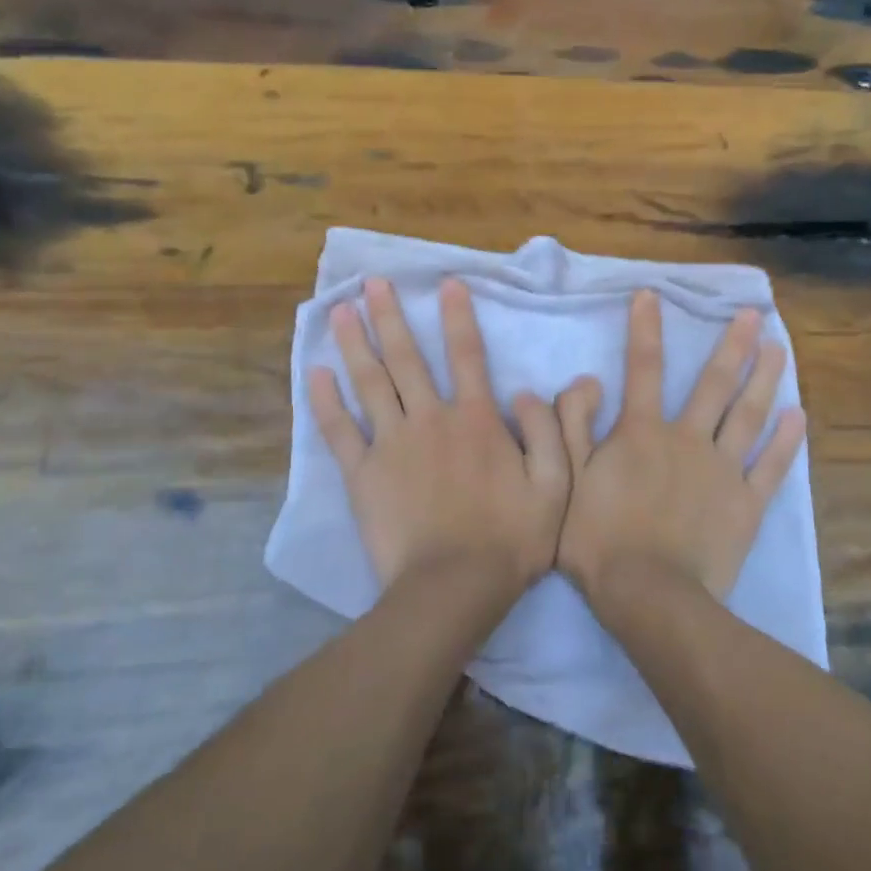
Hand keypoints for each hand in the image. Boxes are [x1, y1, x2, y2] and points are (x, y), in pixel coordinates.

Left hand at [309, 277, 568, 598]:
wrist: (453, 587)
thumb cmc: (510, 538)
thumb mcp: (555, 485)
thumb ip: (549, 432)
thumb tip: (529, 390)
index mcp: (476, 419)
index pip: (468, 355)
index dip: (458, 316)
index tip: (446, 283)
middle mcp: (430, 419)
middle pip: (407, 358)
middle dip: (390, 316)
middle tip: (372, 282)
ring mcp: (391, 444)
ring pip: (369, 383)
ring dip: (354, 343)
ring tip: (338, 310)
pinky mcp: (362, 474)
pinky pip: (340, 431)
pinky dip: (326, 401)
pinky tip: (315, 373)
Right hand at [555, 290, 806, 615]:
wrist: (648, 594)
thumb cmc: (599, 539)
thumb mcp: (568, 479)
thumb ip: (572, 425)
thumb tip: (585, 379)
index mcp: (642, 432)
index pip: (642, 368)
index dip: (645, 329)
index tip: (652, 295)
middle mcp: (688, 439)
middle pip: (713, 384)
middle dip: (732, 345)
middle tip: (753, 314)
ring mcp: (723, 470)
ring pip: (748, 415)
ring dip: (765, 378)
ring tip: (780, 347)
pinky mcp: (746, 503)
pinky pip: (771, 467)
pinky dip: (787, 442)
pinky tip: (799, 416)